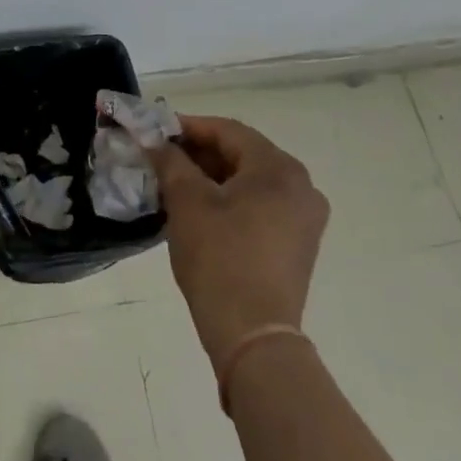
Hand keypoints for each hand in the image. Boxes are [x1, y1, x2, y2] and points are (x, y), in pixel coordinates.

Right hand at [148, 115, 328, 368]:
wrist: (252, 334)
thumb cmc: (219, 257)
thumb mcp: (187, 202)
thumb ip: (170, 161)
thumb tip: (155, 141)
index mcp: (280, 168)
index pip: (229, 131)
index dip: (189, 126)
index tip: (156, 131)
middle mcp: (302, 186)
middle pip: (243, 154)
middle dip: (200, 153)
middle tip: (162, 157)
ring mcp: (305, 218)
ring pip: (252, 182)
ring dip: (213, 177)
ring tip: (175, 183)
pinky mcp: (299, 244)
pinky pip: (261, 206)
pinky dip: (231, 200)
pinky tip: (201, 210)